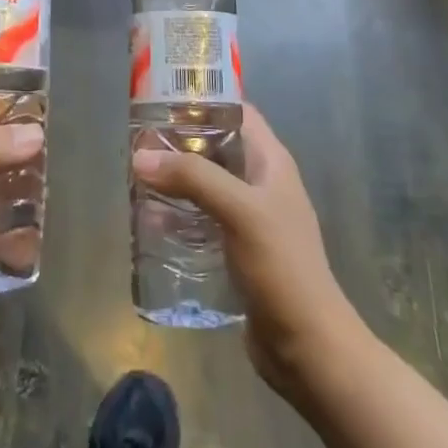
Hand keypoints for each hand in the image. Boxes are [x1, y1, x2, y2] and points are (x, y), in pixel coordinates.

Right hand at [132, 105, 361, 401]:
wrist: (309, 347)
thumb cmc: (281, 266)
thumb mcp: (239, 211)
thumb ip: (192, 178)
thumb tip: (140, 156)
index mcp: (271, 162)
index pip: (236, 113)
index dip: (203, 101)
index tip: (161, 99)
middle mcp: (262, 183)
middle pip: (217, 148)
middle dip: (180, 143)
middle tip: (139, 141)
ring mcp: (251, 219)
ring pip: (207, 184)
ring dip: (177, 180)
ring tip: (137, 177)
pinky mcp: (239, 251)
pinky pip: (204, 219)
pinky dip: (180, 214)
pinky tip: (152, 220)